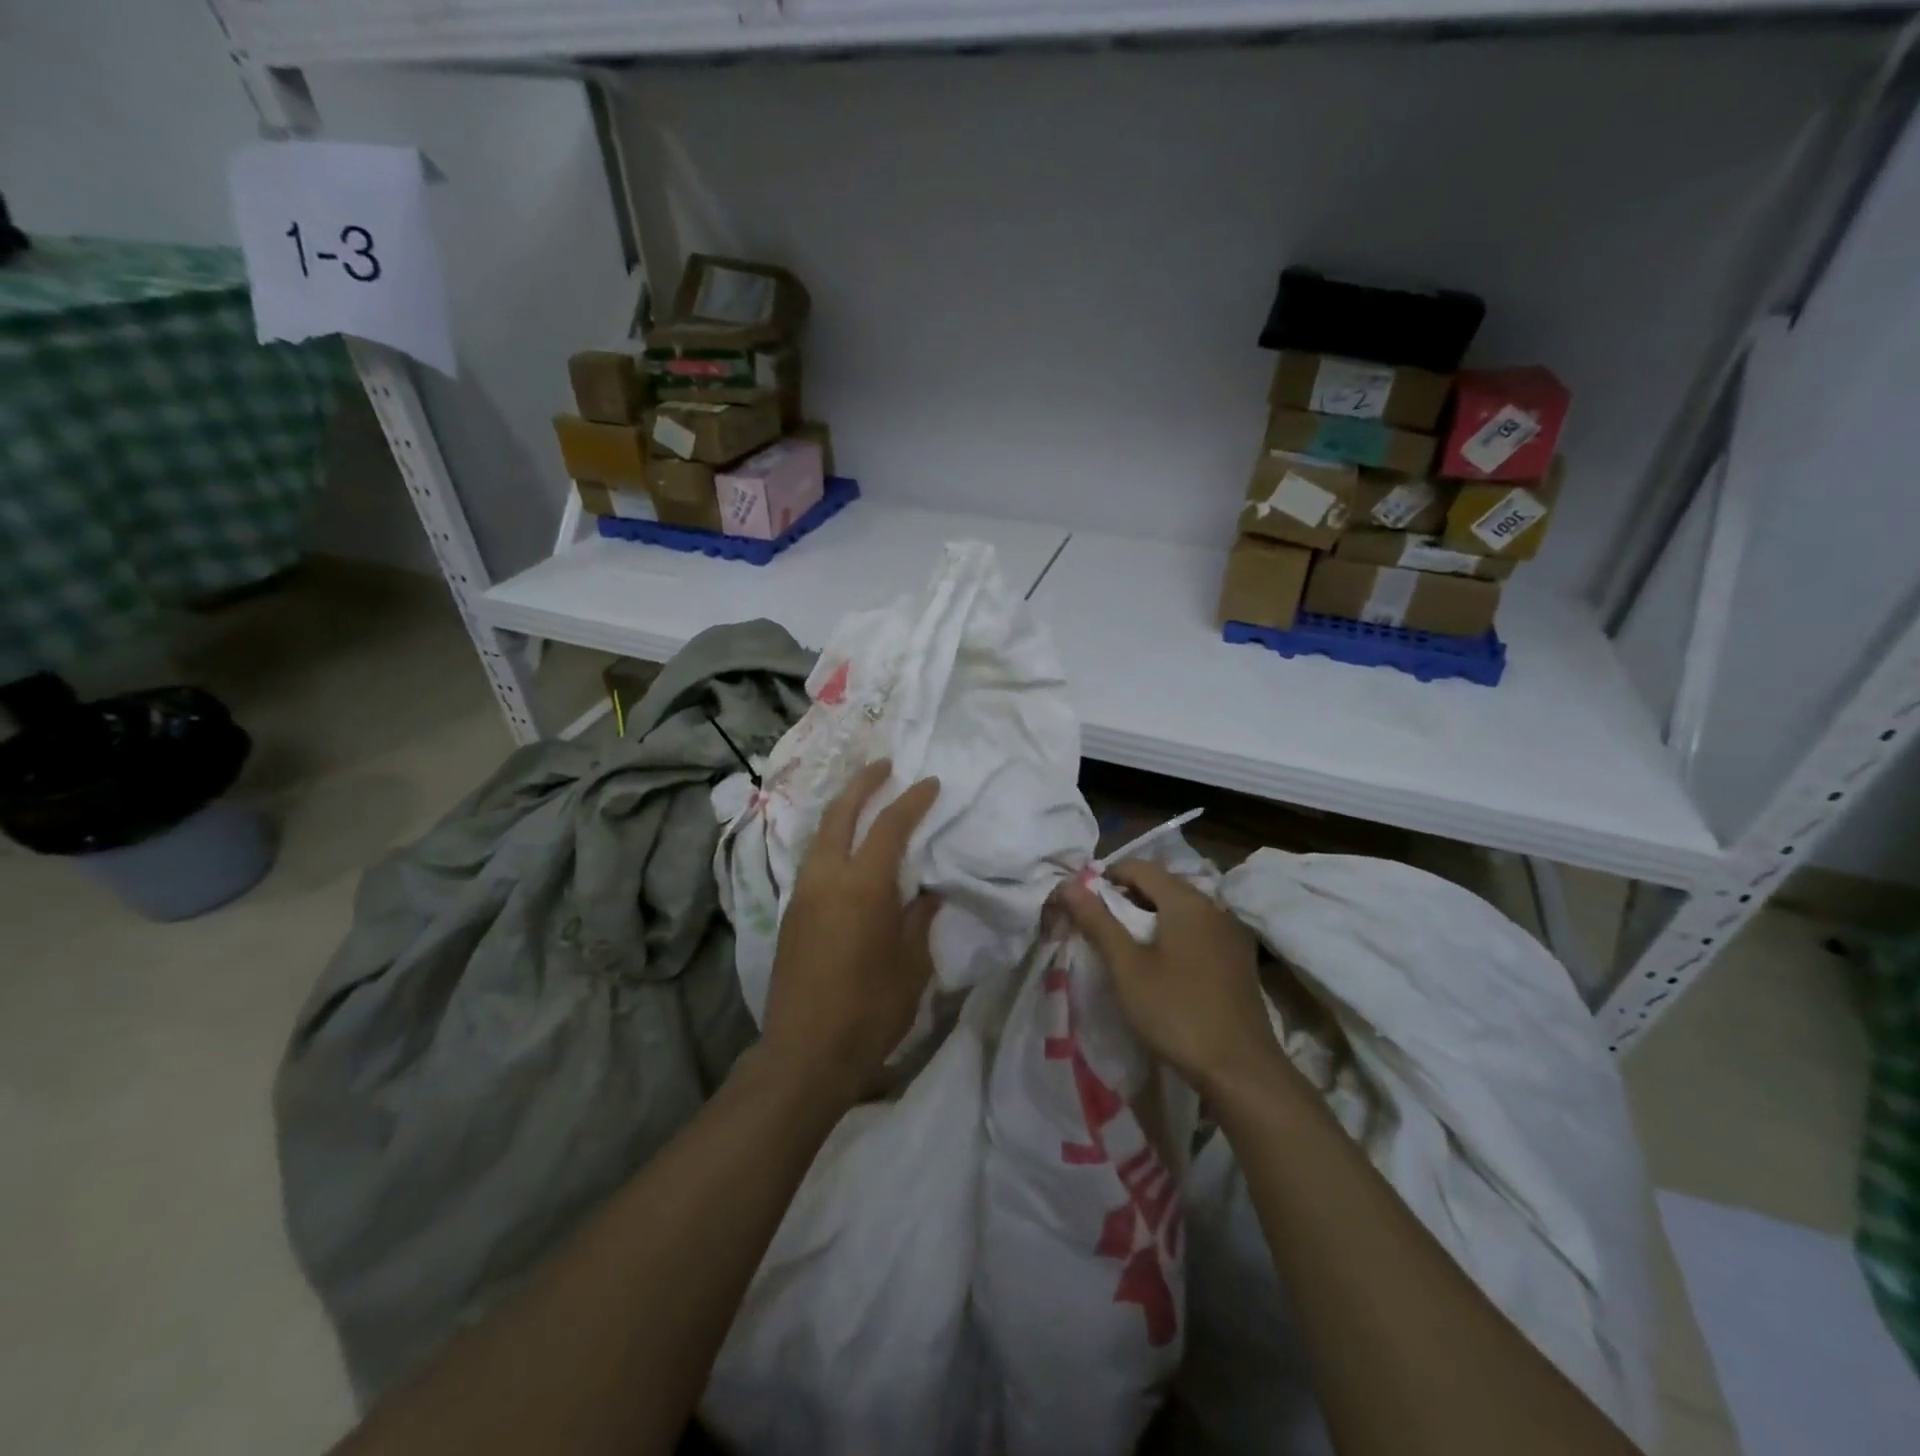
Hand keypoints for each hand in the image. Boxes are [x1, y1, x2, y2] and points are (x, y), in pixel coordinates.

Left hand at [759, 760, 941, 1106]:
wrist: (805, 1054)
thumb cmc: (870, 1010)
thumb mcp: (911, 965)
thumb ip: (919, 919)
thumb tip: (925, 892)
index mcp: (863, 886)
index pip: (889, 826)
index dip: (912, 800)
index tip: (929, 783)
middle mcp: (826, 878)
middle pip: (840, 813)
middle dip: (863, 783)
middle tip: (884, 765)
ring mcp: (802, 894)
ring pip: (819, 834)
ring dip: (842, 809)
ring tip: (863, 800)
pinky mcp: (790, 914)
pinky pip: (812, 860)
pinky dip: (831, 840)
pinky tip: (845, 849)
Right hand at [1060, 861, 1278, 1098]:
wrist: (1241, 1070)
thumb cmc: (1176, 1012)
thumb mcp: (1127, 967)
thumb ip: (1097, 921)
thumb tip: (1068, 885)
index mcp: (1186, 900)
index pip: (1139, 867)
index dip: (1106, 877)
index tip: (1083, 903)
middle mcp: (1213, 906)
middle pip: (1161, 884)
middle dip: (1126, 897)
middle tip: (1098, 926)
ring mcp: (1230, 932)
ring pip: (1180, 908)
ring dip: (1149, 916)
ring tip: (1124, 946)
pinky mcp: (1237, 958)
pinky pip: (1197, 929)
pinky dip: (1172, 933)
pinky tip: (1159, 964)